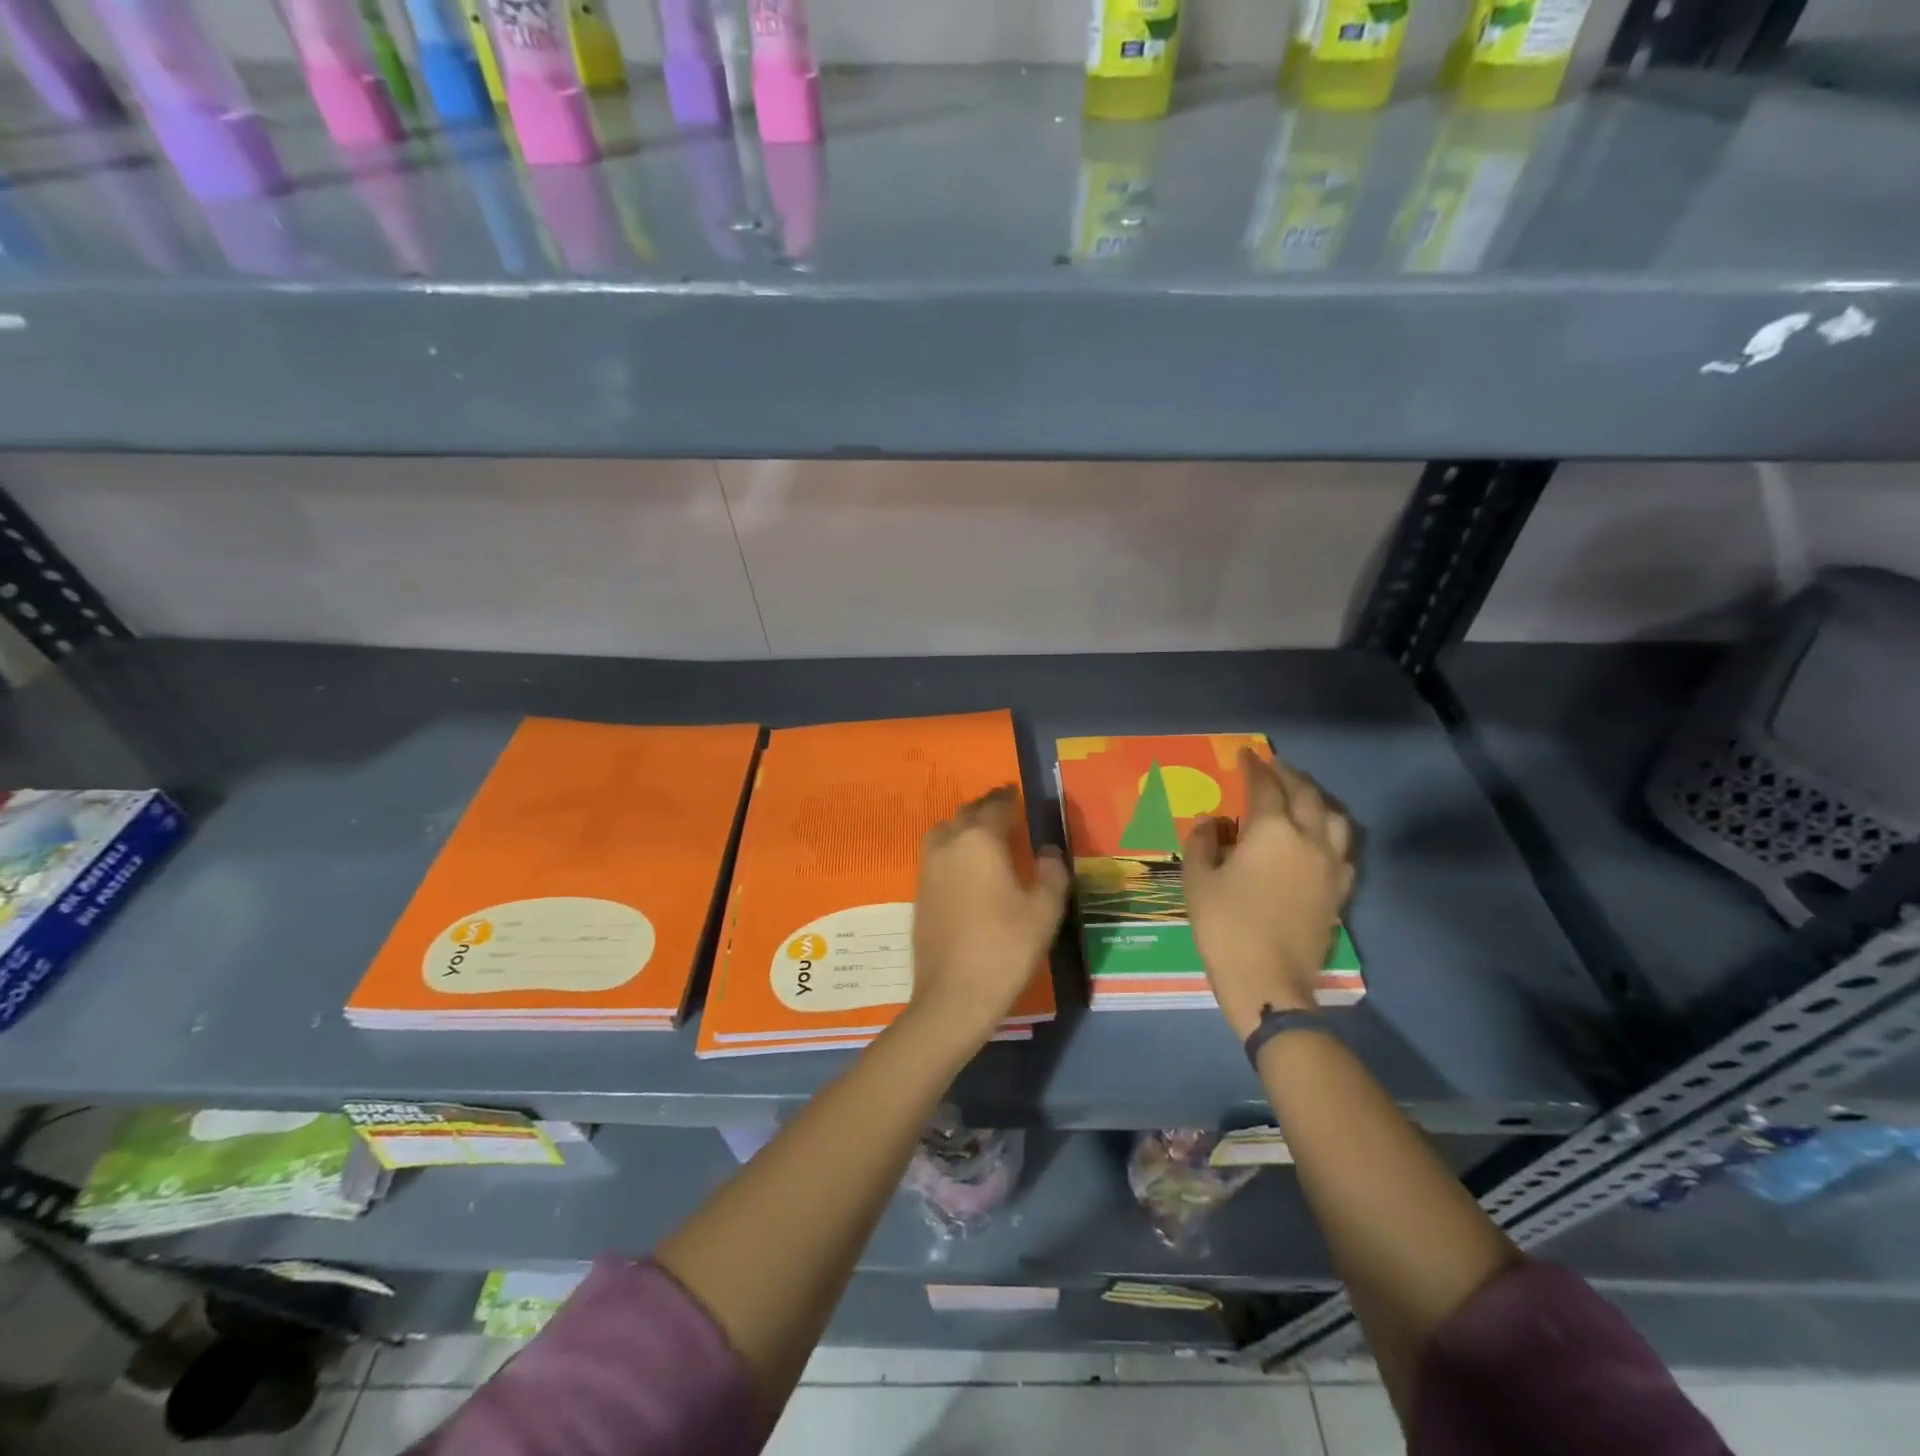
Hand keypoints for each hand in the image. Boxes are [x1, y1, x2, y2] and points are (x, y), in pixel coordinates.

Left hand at [906, 787, 1069, 1056]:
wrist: (954, 994)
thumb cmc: (1006, 947)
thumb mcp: (1044, 910)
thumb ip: (1052, 872)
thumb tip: (1048, 850)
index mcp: (981, 840)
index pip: (996, 806)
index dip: (1008, 798)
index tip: (1016, 793)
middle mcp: (949, 844)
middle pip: (967, 814)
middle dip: (986, 808)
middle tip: (1003, 810)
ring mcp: (929, 868)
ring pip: (945, 831)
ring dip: (964, 826)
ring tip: (983, 835)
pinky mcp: (920, 892)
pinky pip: (937, 854)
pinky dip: (952, 849)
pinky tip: (966, 866)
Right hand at [1183, 749, 1354, 1038]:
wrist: (1267, 980)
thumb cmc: (1224, 926)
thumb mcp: (1198, 880)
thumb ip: (1202, 843)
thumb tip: (1209, 821)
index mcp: (1271, 831)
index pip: (1265, 787)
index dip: (1254, 767)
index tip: (1246, 754)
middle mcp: (1308, 840)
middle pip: (1306, 795)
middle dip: (1290, 776)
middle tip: (1275, 767)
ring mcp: (1330, 866)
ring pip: (1334, 819)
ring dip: (1318, 800)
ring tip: (1303, 797)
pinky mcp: (1339, 892)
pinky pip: (1343, 851)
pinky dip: (1331, 834)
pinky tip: (1320, 840)